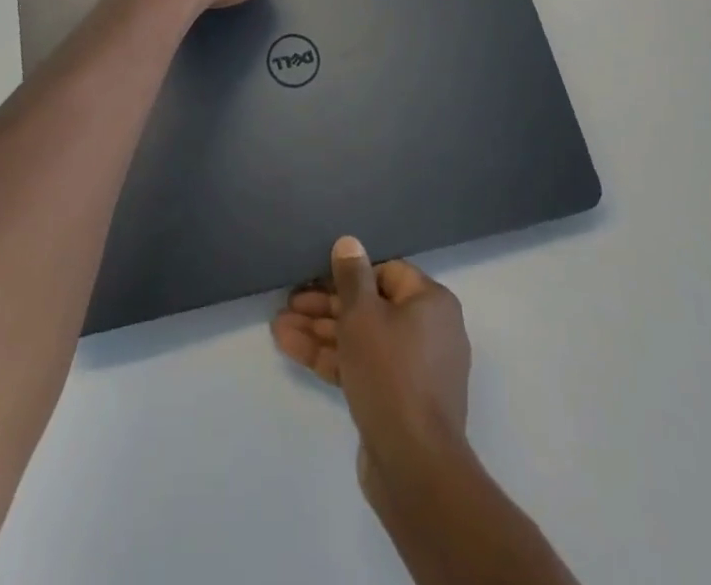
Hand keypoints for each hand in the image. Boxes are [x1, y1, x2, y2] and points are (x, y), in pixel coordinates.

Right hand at [272, 238, 471, 490]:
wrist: (414, 467)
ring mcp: (413, 369)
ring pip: (361, 339)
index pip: (386, 273)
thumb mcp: (363, 314)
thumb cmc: (391, 373)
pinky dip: (331, 357)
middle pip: (370, 306)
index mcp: (431, 303)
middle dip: (326, 305)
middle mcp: (428, 330)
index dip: (350, 273)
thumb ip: (352, 276)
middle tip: (289, 302)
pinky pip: (362, 366)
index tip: (316, 275)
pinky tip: (291, 347)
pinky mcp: (397, 400)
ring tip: (279, 326)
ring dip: (321, 331)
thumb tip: (349, 242)